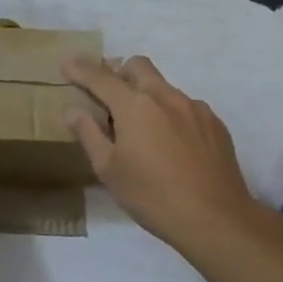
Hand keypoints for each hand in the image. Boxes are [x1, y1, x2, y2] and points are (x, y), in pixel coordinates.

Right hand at [62, 54, 265, 259]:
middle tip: (106, 95)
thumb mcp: (108, 170)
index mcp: (135, 106)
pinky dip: (169, 114)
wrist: (216, 219)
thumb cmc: (152, 196)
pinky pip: (185, 106)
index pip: (100, 78)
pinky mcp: (215, 124)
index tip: (66, 62)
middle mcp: (166, 97)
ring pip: (163, 86)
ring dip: (145, 95)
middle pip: (138, 66)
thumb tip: (72, 109)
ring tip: (140, 129)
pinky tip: (170, 145)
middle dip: (117, 72)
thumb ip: (89, 134)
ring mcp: (195, 108)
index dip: (80, 68)